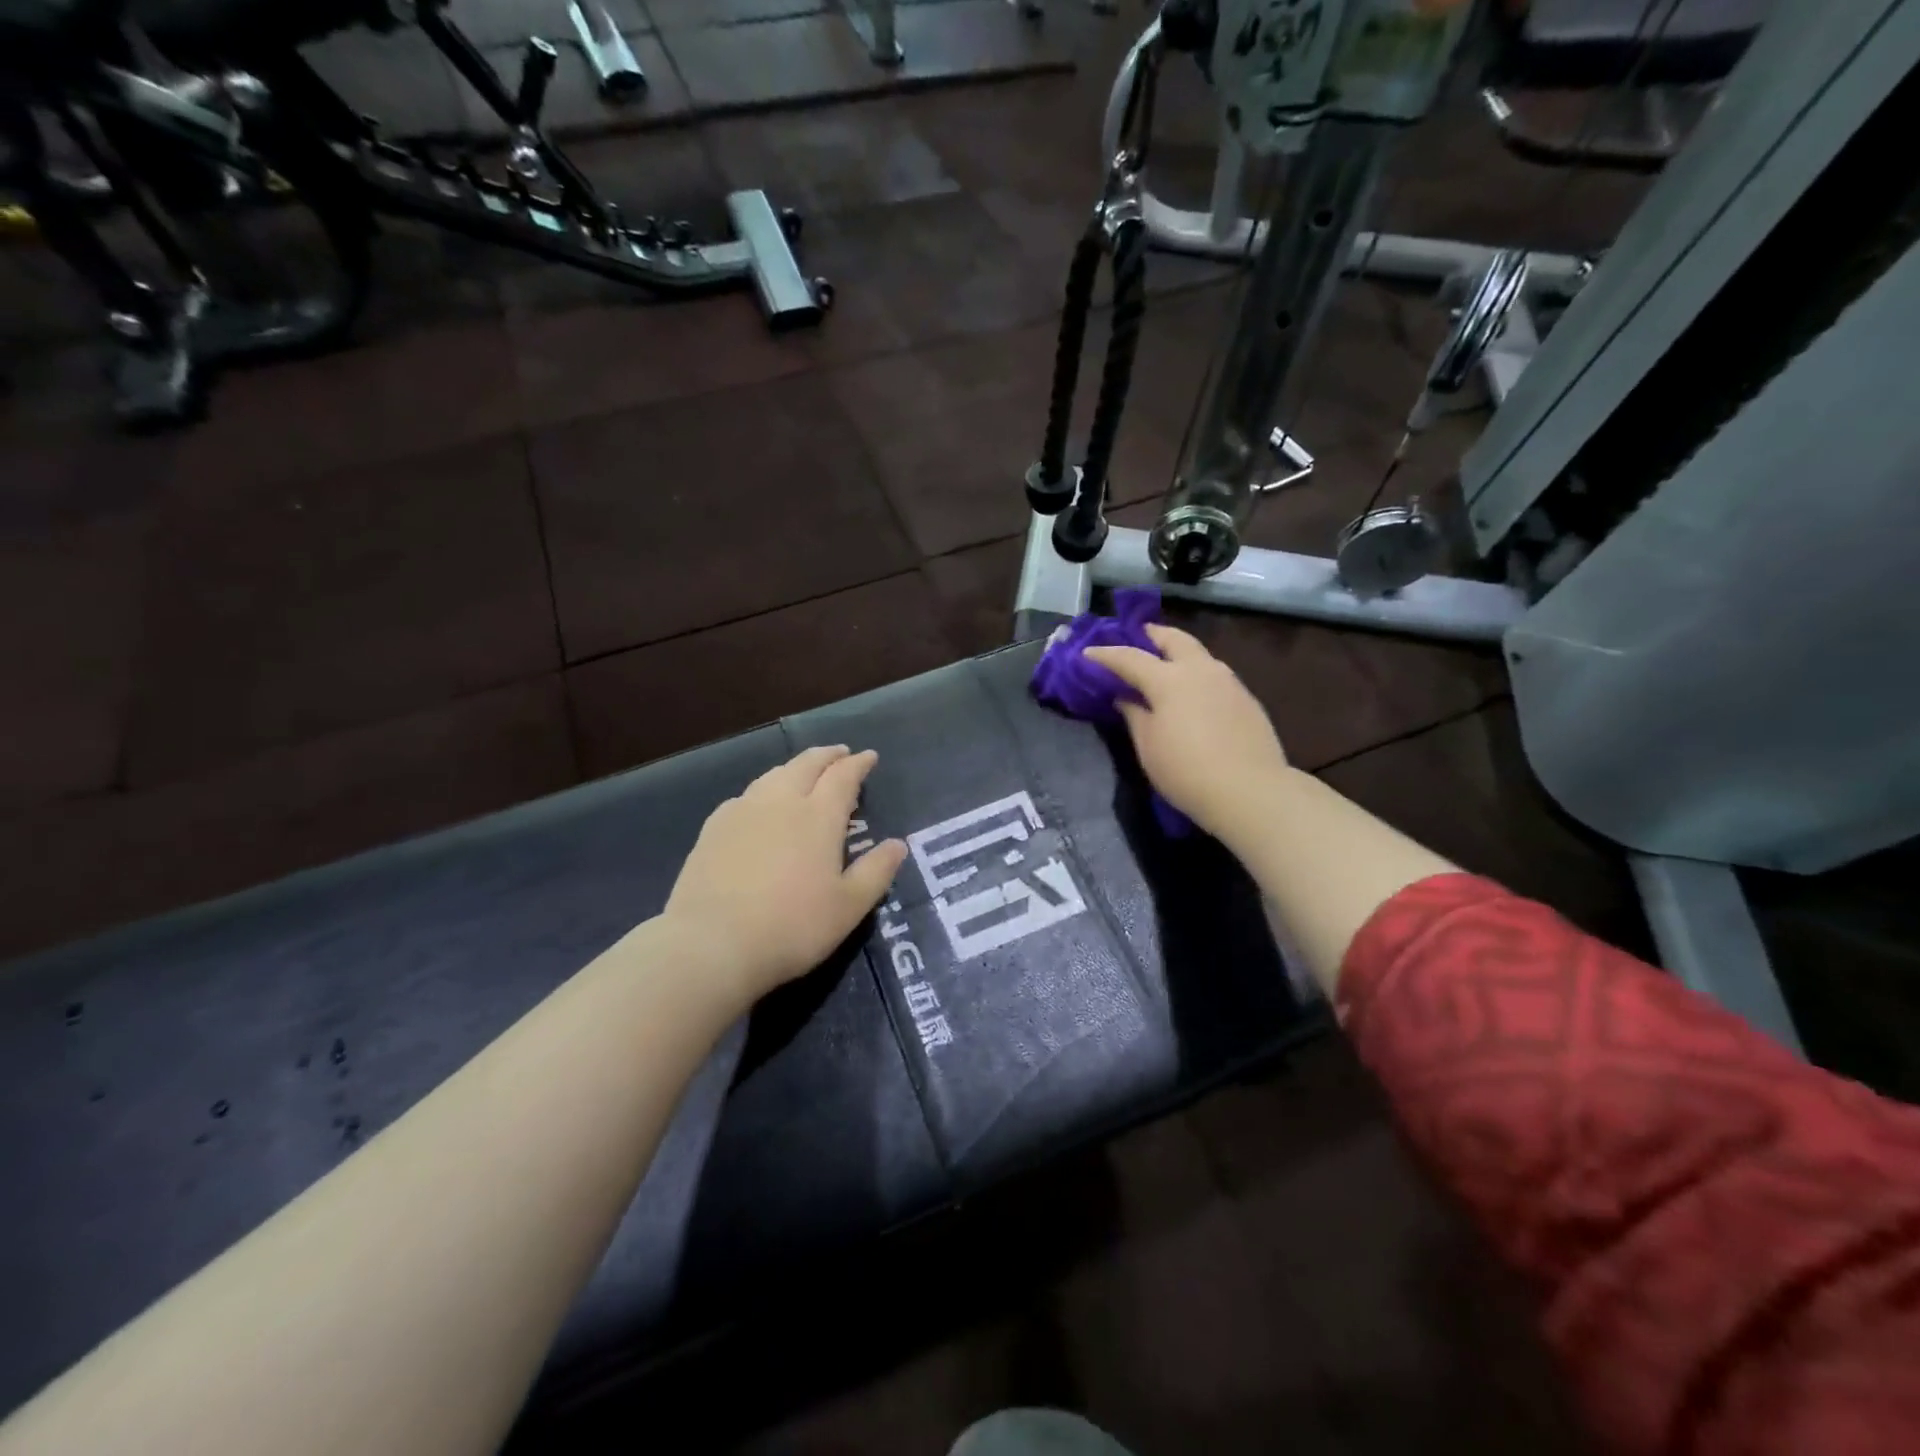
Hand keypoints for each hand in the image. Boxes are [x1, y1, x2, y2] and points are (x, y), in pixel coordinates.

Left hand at [663, 746, 907, 1004]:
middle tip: (840, 754)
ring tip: (804, 772)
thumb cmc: (792, 927)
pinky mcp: (714, 828)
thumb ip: (876, 872)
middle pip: (807, 765)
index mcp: (818, 817)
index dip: (858, 764)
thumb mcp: (849, 907)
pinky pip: (746, 795)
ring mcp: (743, 811)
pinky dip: (764, 789)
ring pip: (774, 775)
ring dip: (795, 767)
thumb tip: (898, 844)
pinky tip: (760, 804)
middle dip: (827, 756)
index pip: (843, 777)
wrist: (712, 944)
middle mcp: (781, 802)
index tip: (869, 756)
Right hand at [1085, 624, 1289, 844]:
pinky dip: (1195, 673)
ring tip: (1163, 664)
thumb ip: (1134, 715)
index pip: (1129, 657)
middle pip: (1173, 638)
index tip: (1087, 653)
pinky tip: (1191, 692)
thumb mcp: (1148, 746)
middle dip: (1151, 634)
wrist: (1251, 792)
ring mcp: (1228, 682)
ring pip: (1198, 654)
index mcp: (1169, 679)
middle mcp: (1200, 670)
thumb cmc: (1186, 771)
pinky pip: (1214, 674)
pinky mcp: (1246, 698)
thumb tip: (1125, 697)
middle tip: (1135, 637)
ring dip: (1177, 652)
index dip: (1105, 654)